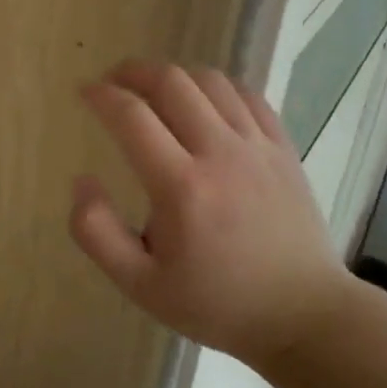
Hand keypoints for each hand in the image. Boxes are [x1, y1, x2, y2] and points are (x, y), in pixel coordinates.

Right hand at [70, 60, 351, 367]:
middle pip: (172, 82)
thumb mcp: (140, 285)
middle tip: (113, 81)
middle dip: (133, 71)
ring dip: (174, 75)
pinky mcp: (283, 149)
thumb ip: (97, 233)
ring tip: (154, 90)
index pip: (132, 116)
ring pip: (210, 80)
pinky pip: (247, 95)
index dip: (101, 95)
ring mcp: (258, 147)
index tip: (85, 92)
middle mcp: (220, 154)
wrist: (303, 316)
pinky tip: (202, 101)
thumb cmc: (216, 303)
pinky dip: (216, 87)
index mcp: (181, 188)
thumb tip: (83, 180)